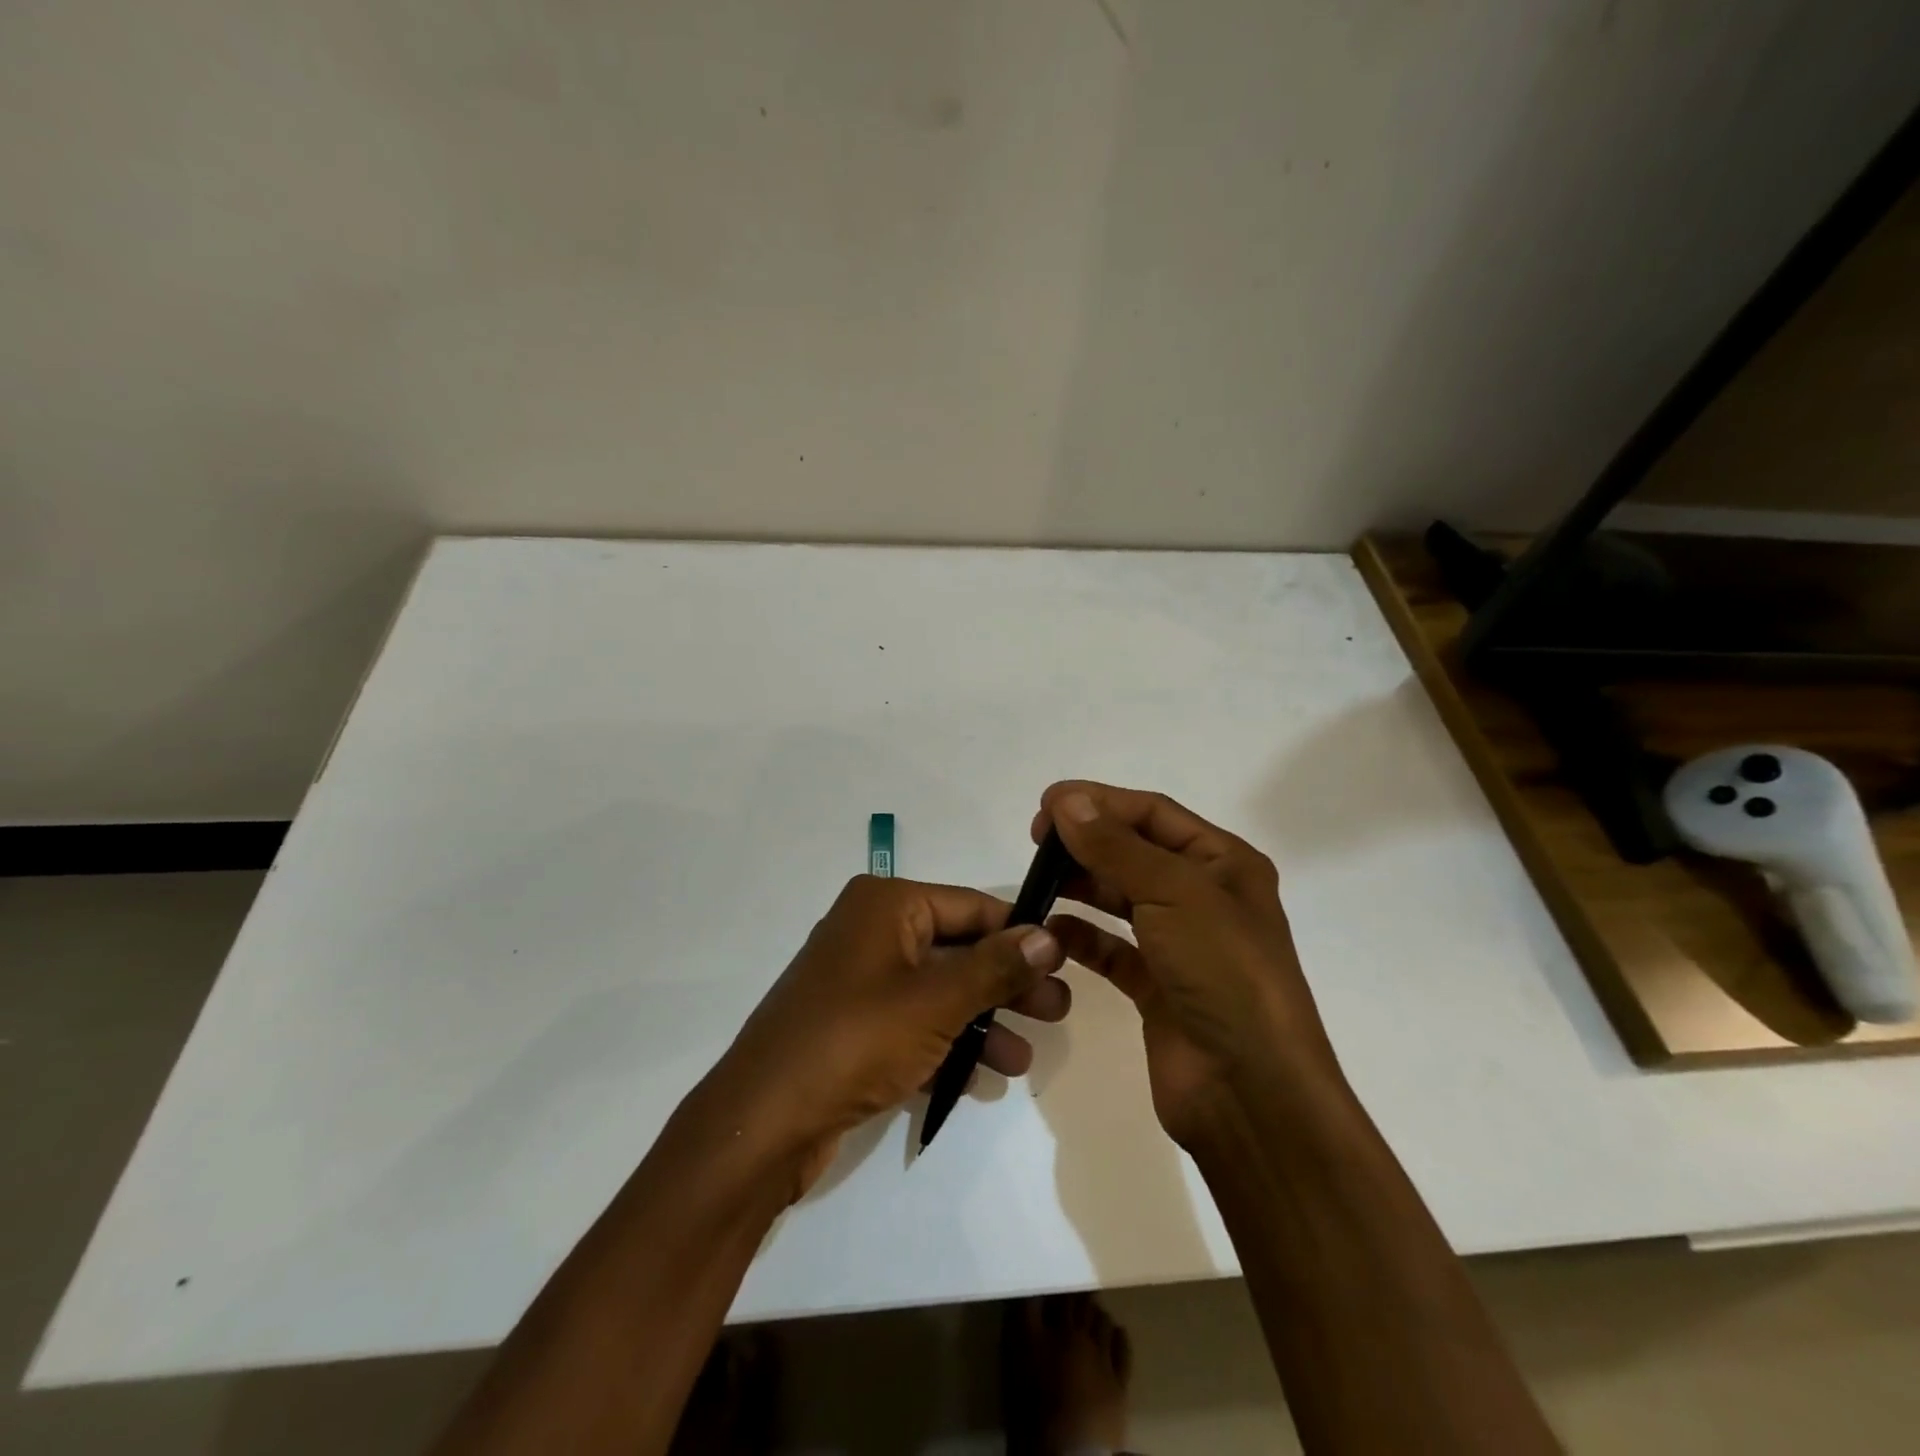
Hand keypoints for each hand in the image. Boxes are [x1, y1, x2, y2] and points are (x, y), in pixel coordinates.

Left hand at [698, 875, 1068, 1198]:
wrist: (764, 1123)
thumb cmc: (856, 1040)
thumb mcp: (936, 1001)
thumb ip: (996, 967)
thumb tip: (1050, 935)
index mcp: (885, 904)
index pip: (971, 905)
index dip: (1020, 931)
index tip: (1067, 959)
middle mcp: (871, 931)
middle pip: (957, 948)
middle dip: (1007, 982)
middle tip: (1058, 1012)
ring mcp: (860, 981)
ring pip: (939, 990)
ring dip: (984, 1020)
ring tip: (1025, 1058)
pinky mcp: (854, 1026)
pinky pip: (915, 1022)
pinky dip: (949, 1042)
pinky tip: (987, 1076)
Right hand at [1033, 782, 1342, 1146]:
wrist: (1251, 1090)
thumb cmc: (1223, 972)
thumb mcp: (1173, 893)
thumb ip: (1115, 845)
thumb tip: (1067, 799)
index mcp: (1224, 863)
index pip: (1153, 813)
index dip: (1100, 802)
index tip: (1046, 804)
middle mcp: (1204, 897)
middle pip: (1135, 852)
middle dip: (1087, 842)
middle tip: (1036, 843)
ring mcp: (1180, 944)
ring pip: (1121, 899)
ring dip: (1081, 886)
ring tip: (1036, 882)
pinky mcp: (1157, 987)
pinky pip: (1112, 949)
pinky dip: (1082, 937)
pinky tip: (1051, 931)